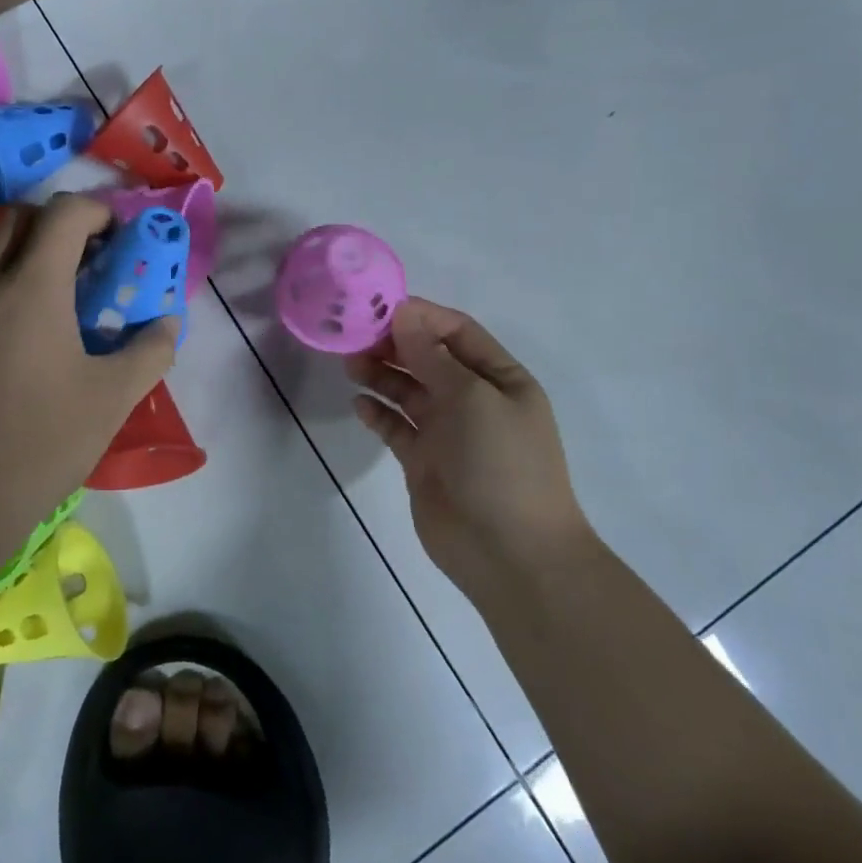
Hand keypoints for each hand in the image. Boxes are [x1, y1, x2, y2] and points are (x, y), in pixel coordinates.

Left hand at [0, 194, 179, 556]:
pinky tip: (11, 327)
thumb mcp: (112, 398)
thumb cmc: (42, 442)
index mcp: (32, 287)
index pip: (65, 212)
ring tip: (49, 295)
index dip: (98, 212)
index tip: (118, 239)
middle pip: (21, 218)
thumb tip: (167, 323)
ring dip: (23, 251)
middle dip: (59, 224)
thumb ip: (151, 350)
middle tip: (87, 261)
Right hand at [348, 298, 588, 600]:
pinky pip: (397, 427)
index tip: (378, 309)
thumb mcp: (472, 398)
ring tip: (351, 365)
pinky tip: (360, 405)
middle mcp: (474, 400)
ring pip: (409, 391)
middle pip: (428, 359)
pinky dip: (378, 413)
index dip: (420, 317)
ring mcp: (448, 432)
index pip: (457, 332)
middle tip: (354, 337)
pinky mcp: (424, 461)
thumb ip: (433, 356)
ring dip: (382, 375)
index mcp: (500, 379)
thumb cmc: (501, 464)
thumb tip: (403, 314)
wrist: (510, 554)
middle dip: (394, 345)